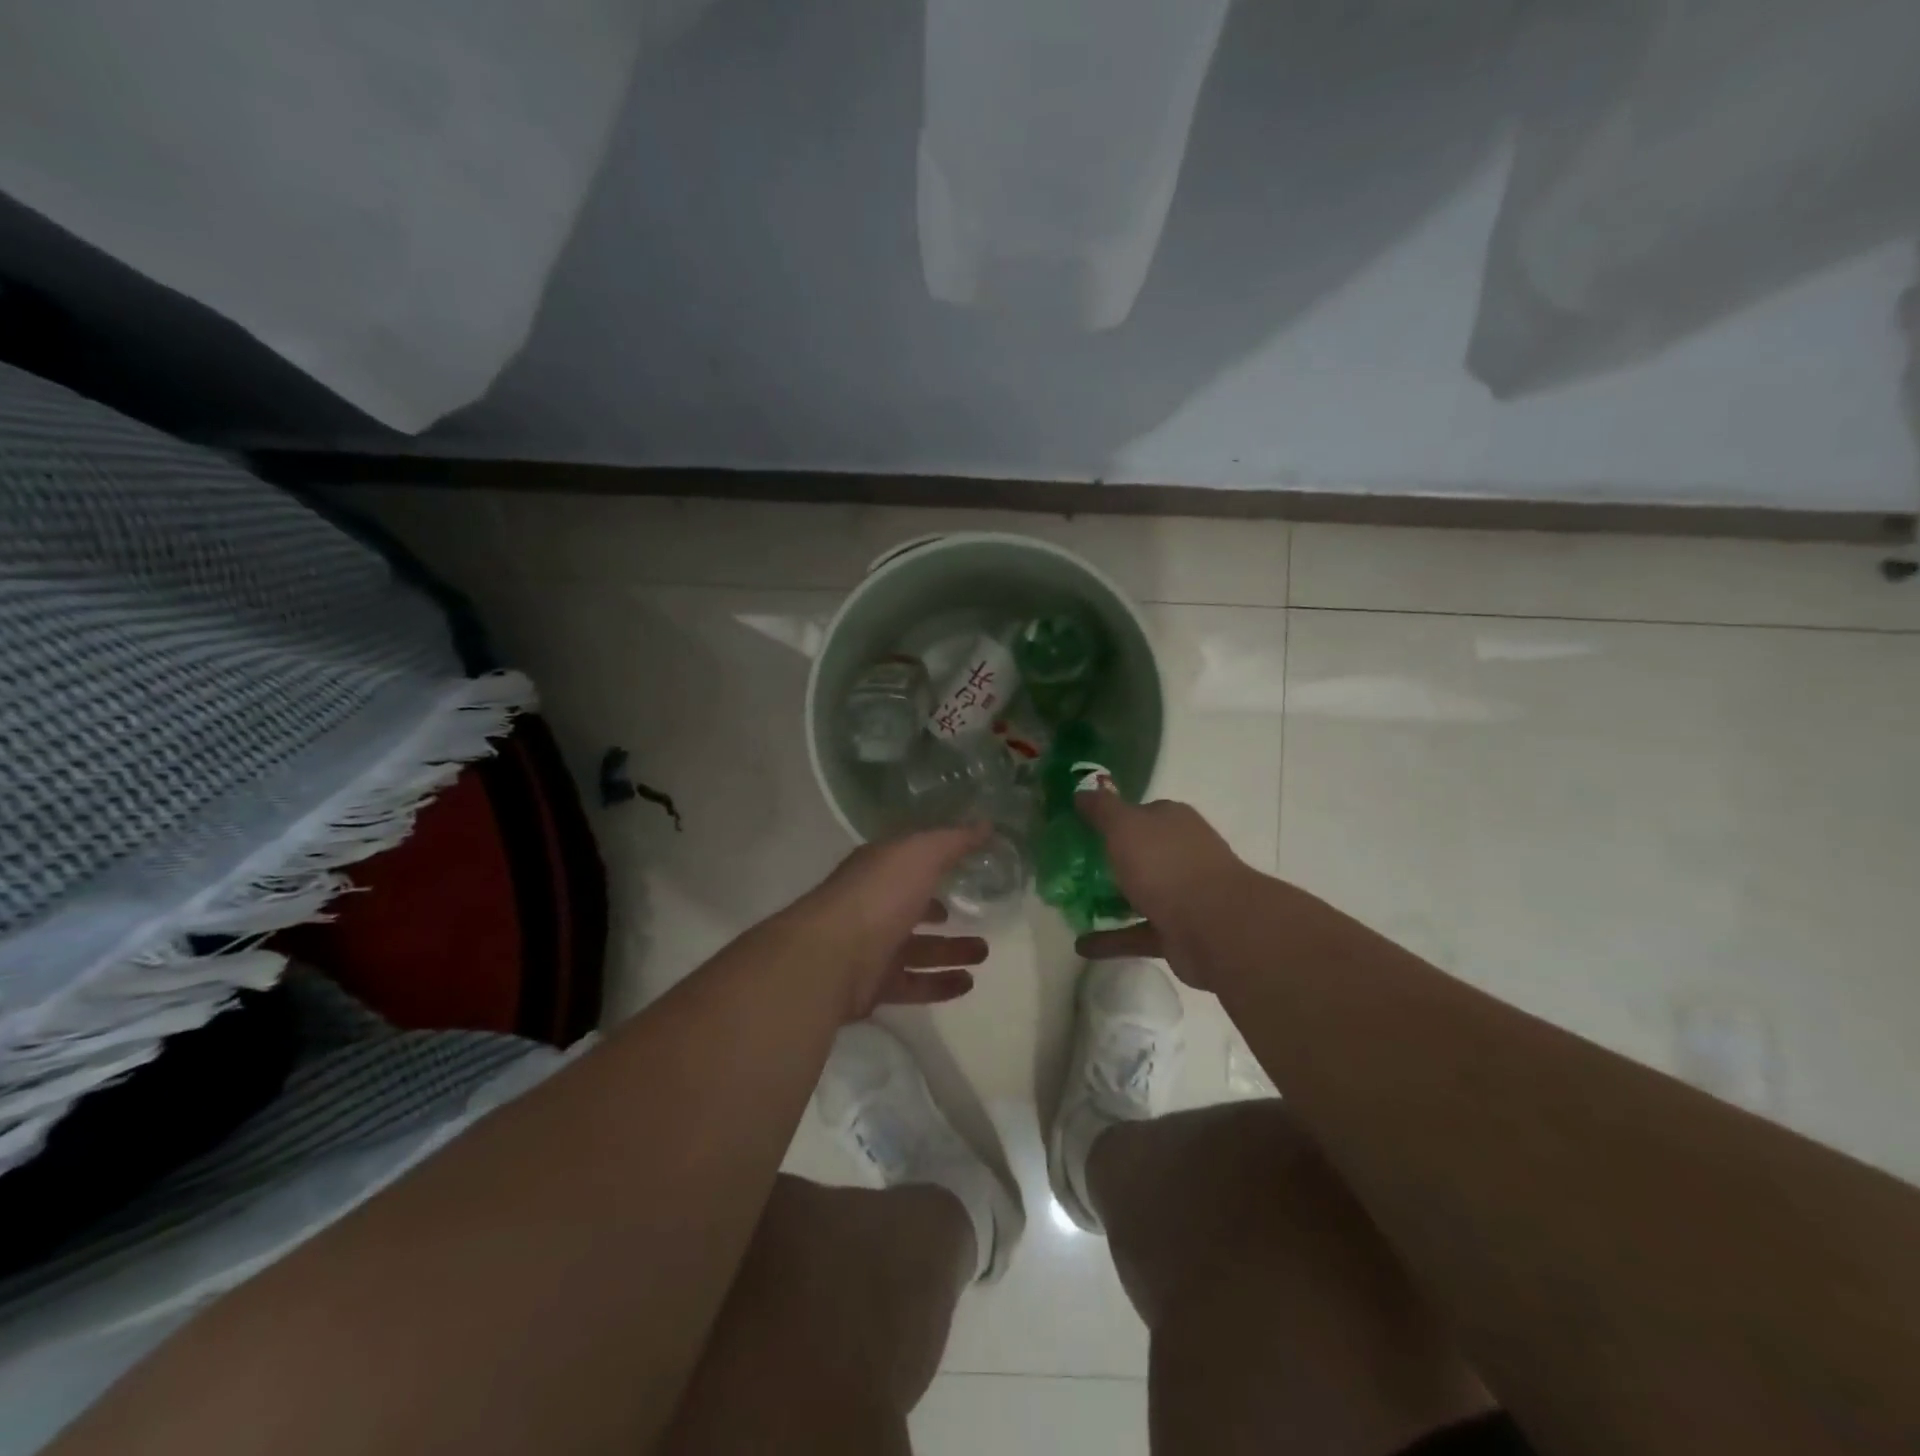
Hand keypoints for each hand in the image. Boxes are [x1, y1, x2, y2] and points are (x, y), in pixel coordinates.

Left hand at [793, 824, 994, 1020]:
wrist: (831, 957)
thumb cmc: (879, 895)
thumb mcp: (922, 854)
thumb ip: (954, 840)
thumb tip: (987, 824)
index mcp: (880, 869)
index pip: (910, 861)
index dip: (935, 861)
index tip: (967, 864)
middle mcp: (874, 905)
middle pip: (913, 907)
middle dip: (943, 911)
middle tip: (980, 912)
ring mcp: (872, 946)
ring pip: (918, 948)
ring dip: (951, 950)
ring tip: (984, 953)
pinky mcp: (874, 985)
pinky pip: (913, 984)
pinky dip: (940, 984)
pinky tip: (968, 984)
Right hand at [1071, 791, 1256, 991]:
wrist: (1215, 926)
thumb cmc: (1166, 864)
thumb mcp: (1125, 826)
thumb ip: (1102, 809)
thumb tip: (1081, 792)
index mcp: (1172, 821)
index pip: (1140, 813)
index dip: (1112, 817)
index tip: (1081, 827)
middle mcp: (1181, 854)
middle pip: (1140, 853)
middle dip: (1110, 859)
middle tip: (1071, 866)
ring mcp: (1182, 895)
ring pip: (1139, 894)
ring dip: (1110, 900)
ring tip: (1072, 904)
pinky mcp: (1177, 932)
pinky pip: (1136, 933)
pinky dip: (1111, 939)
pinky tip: (1081, 946)